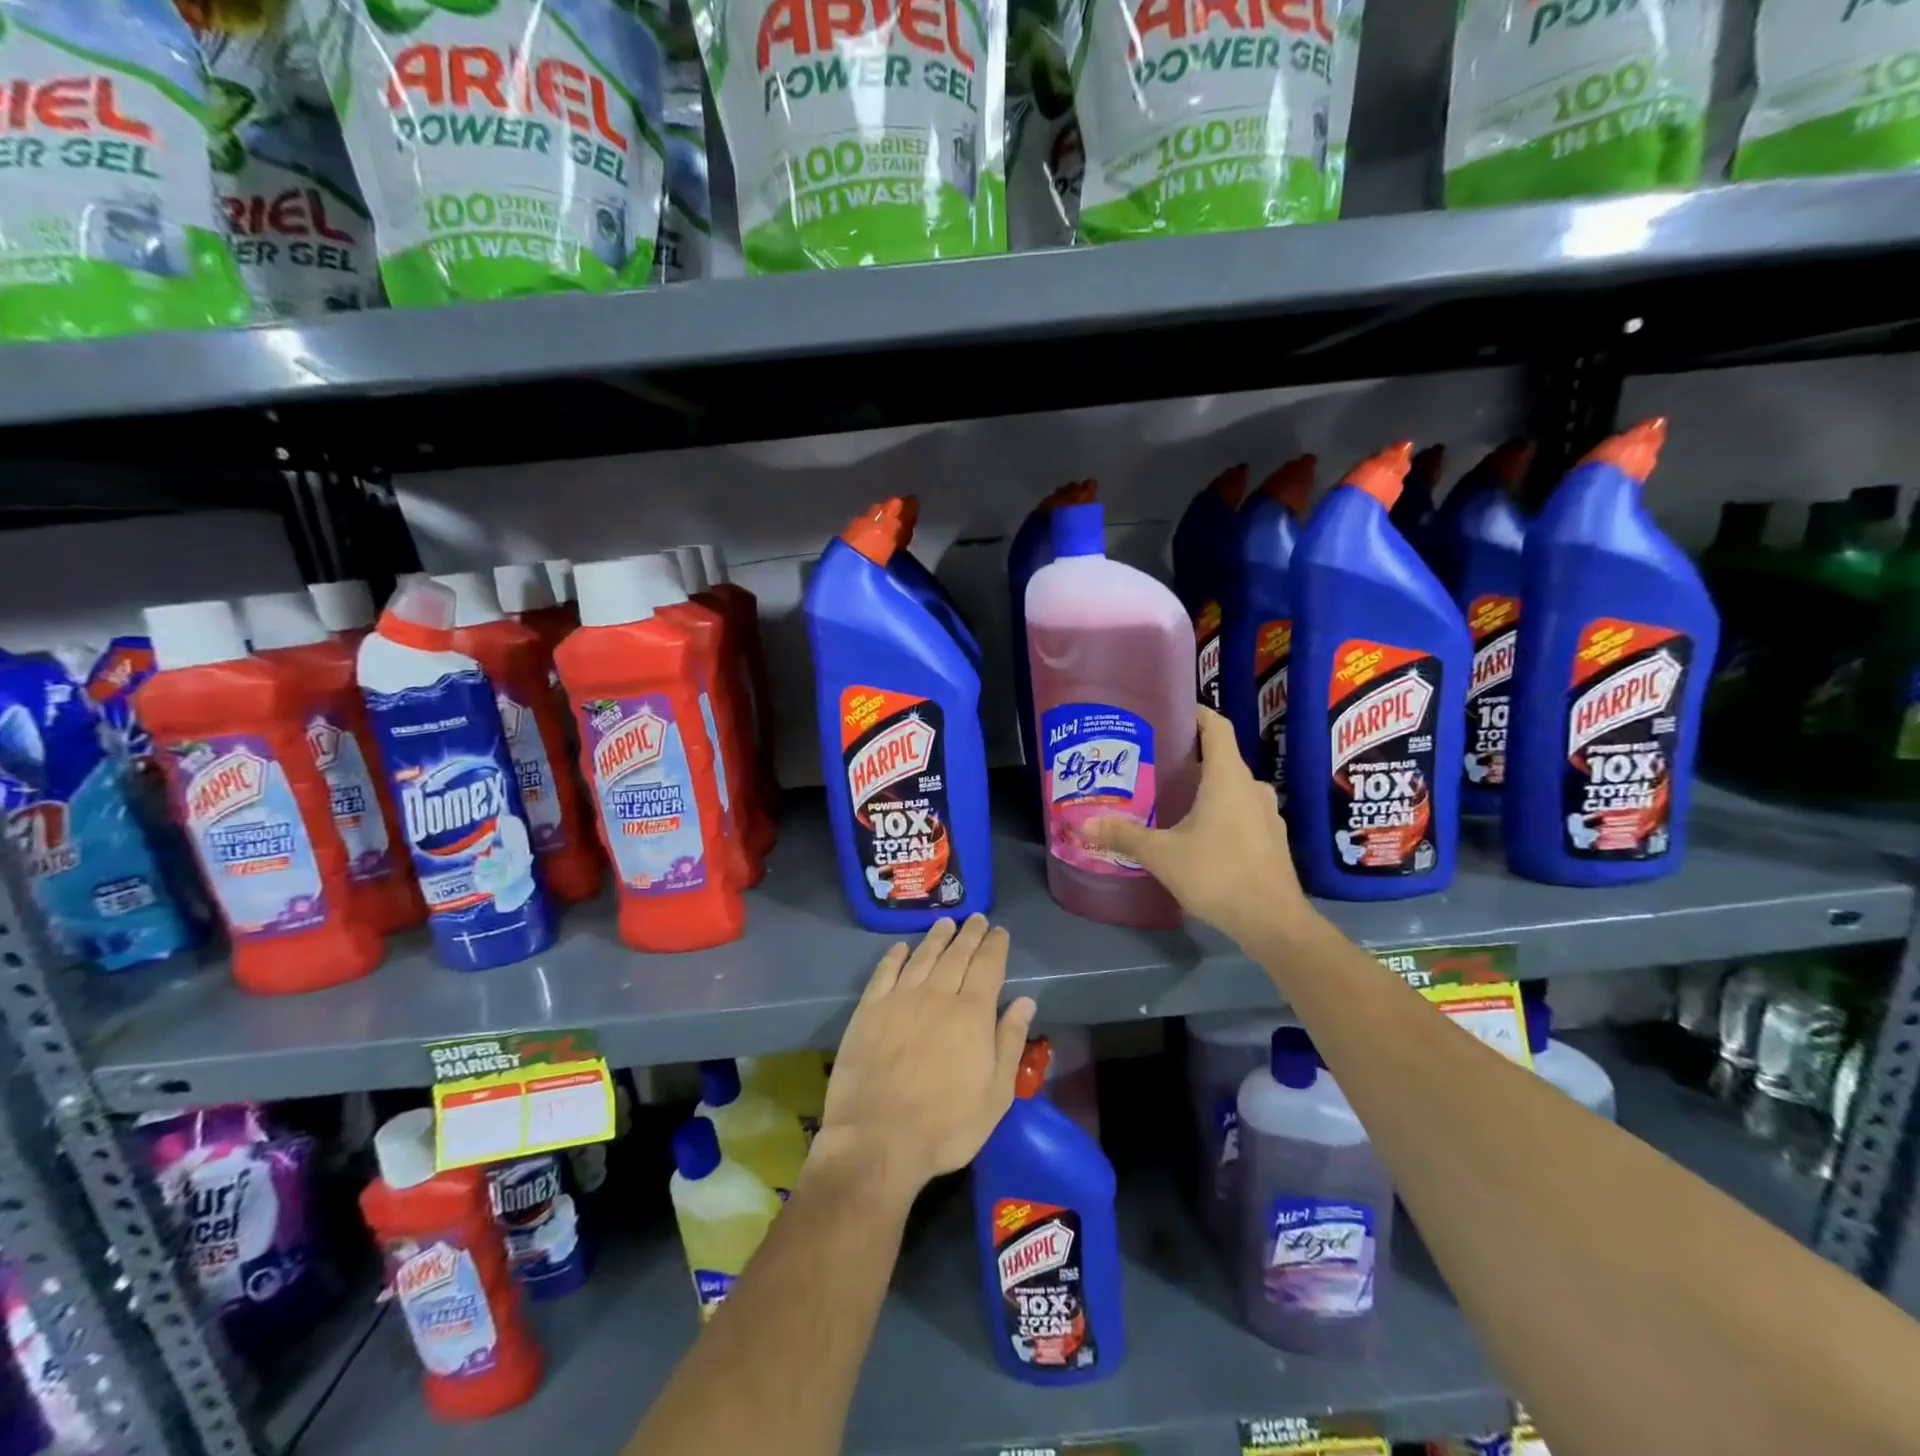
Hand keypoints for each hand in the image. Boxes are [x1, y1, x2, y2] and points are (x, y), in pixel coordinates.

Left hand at [814, 916, 1035, 1206]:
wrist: (878, 1139)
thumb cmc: (946, 1125)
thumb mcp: (996, 1094)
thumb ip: (1010, 1042)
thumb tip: (1025, 1002)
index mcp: (972, 1013)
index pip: (987, 966)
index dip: (995, 946)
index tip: (999, 931)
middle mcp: (937, 995)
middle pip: (956, 954)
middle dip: (969, 934)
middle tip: (975, 918)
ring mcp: (900, 999)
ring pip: (923, 956)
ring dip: (936, 938)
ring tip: (945, 924)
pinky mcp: (869, 1010)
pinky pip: (885, 972)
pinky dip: (895, 956)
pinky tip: (901, 948)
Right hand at [1084, 705, 1314, 949]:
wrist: (1273, 922)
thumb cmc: (1218, 874)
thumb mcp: (1162, 854)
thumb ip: (1124, 836)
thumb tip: (1084, 824)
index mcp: (1227, 777)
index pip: (1217, 727)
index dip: (1196, 713)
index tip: (1170, 712)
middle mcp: (1251, 787)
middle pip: (1221, 758)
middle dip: (1189, 757)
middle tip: (1153, 763)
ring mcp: (1266, 815)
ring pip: (1231, 788)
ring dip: (1204, 787)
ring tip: (1170, 798)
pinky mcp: (1270, 840)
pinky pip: (1241, 812)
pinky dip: (1219, 812)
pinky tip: (1196, 833)